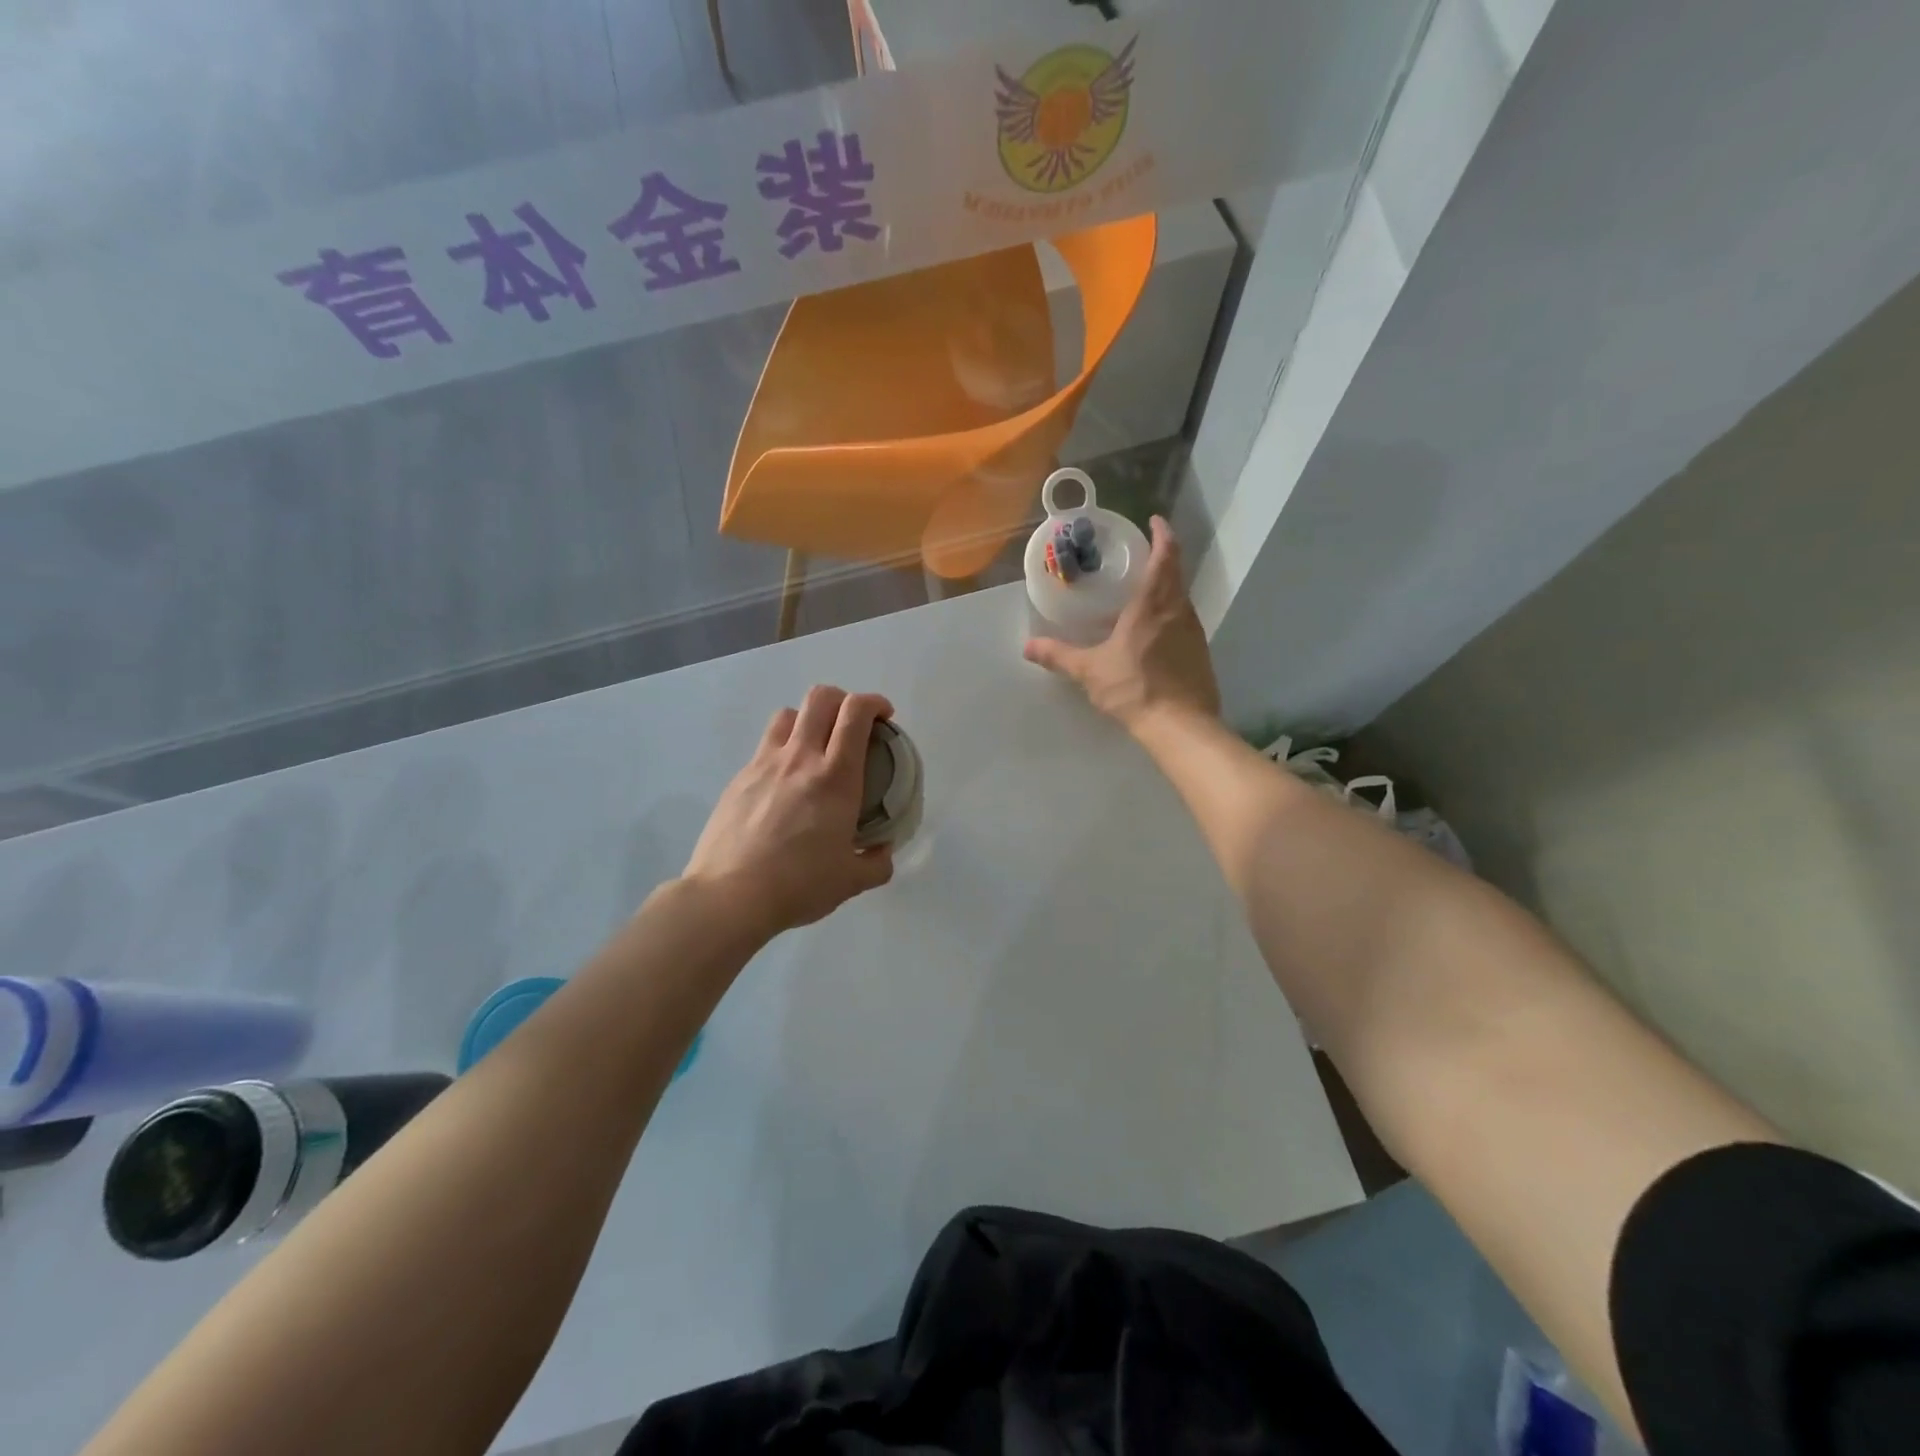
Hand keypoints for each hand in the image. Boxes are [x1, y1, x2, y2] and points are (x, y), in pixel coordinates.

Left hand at [682, 686, 896, 936]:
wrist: (729, 896)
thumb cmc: (798, 885)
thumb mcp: (850, 881)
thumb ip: (876, 863)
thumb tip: (882, 852)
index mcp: (835, 777)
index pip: (856, 713)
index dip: (875, 703)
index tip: (885, 717)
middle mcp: (800, 758)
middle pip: (820, 698)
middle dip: (843, 699)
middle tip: (852, 724)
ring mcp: (764, 765)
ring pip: (787, 715)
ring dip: (808, 719)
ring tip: (815, 746)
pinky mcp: (738, 779)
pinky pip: (765, 748)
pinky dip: (782, 751)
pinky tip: (784, 784)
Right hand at [1024, 516, 1220, 729]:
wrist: (1180, 725)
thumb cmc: (1134, 688)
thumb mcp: (1090, 671)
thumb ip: (1059, 656)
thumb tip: (1028, 646)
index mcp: (1153, 605)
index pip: (1164, 557)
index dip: (1162, 535)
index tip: (1155, 522)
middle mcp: (1179, 610)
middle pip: (1175, 575)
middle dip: (1161, 560)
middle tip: (1139, 557)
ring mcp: (1194, 632)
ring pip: (1181, 599)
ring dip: (1165, 590)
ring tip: (1141, 595)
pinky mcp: (1200, 653)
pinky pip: (1184, 623)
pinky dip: (1169, 616)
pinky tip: (1152, 633)